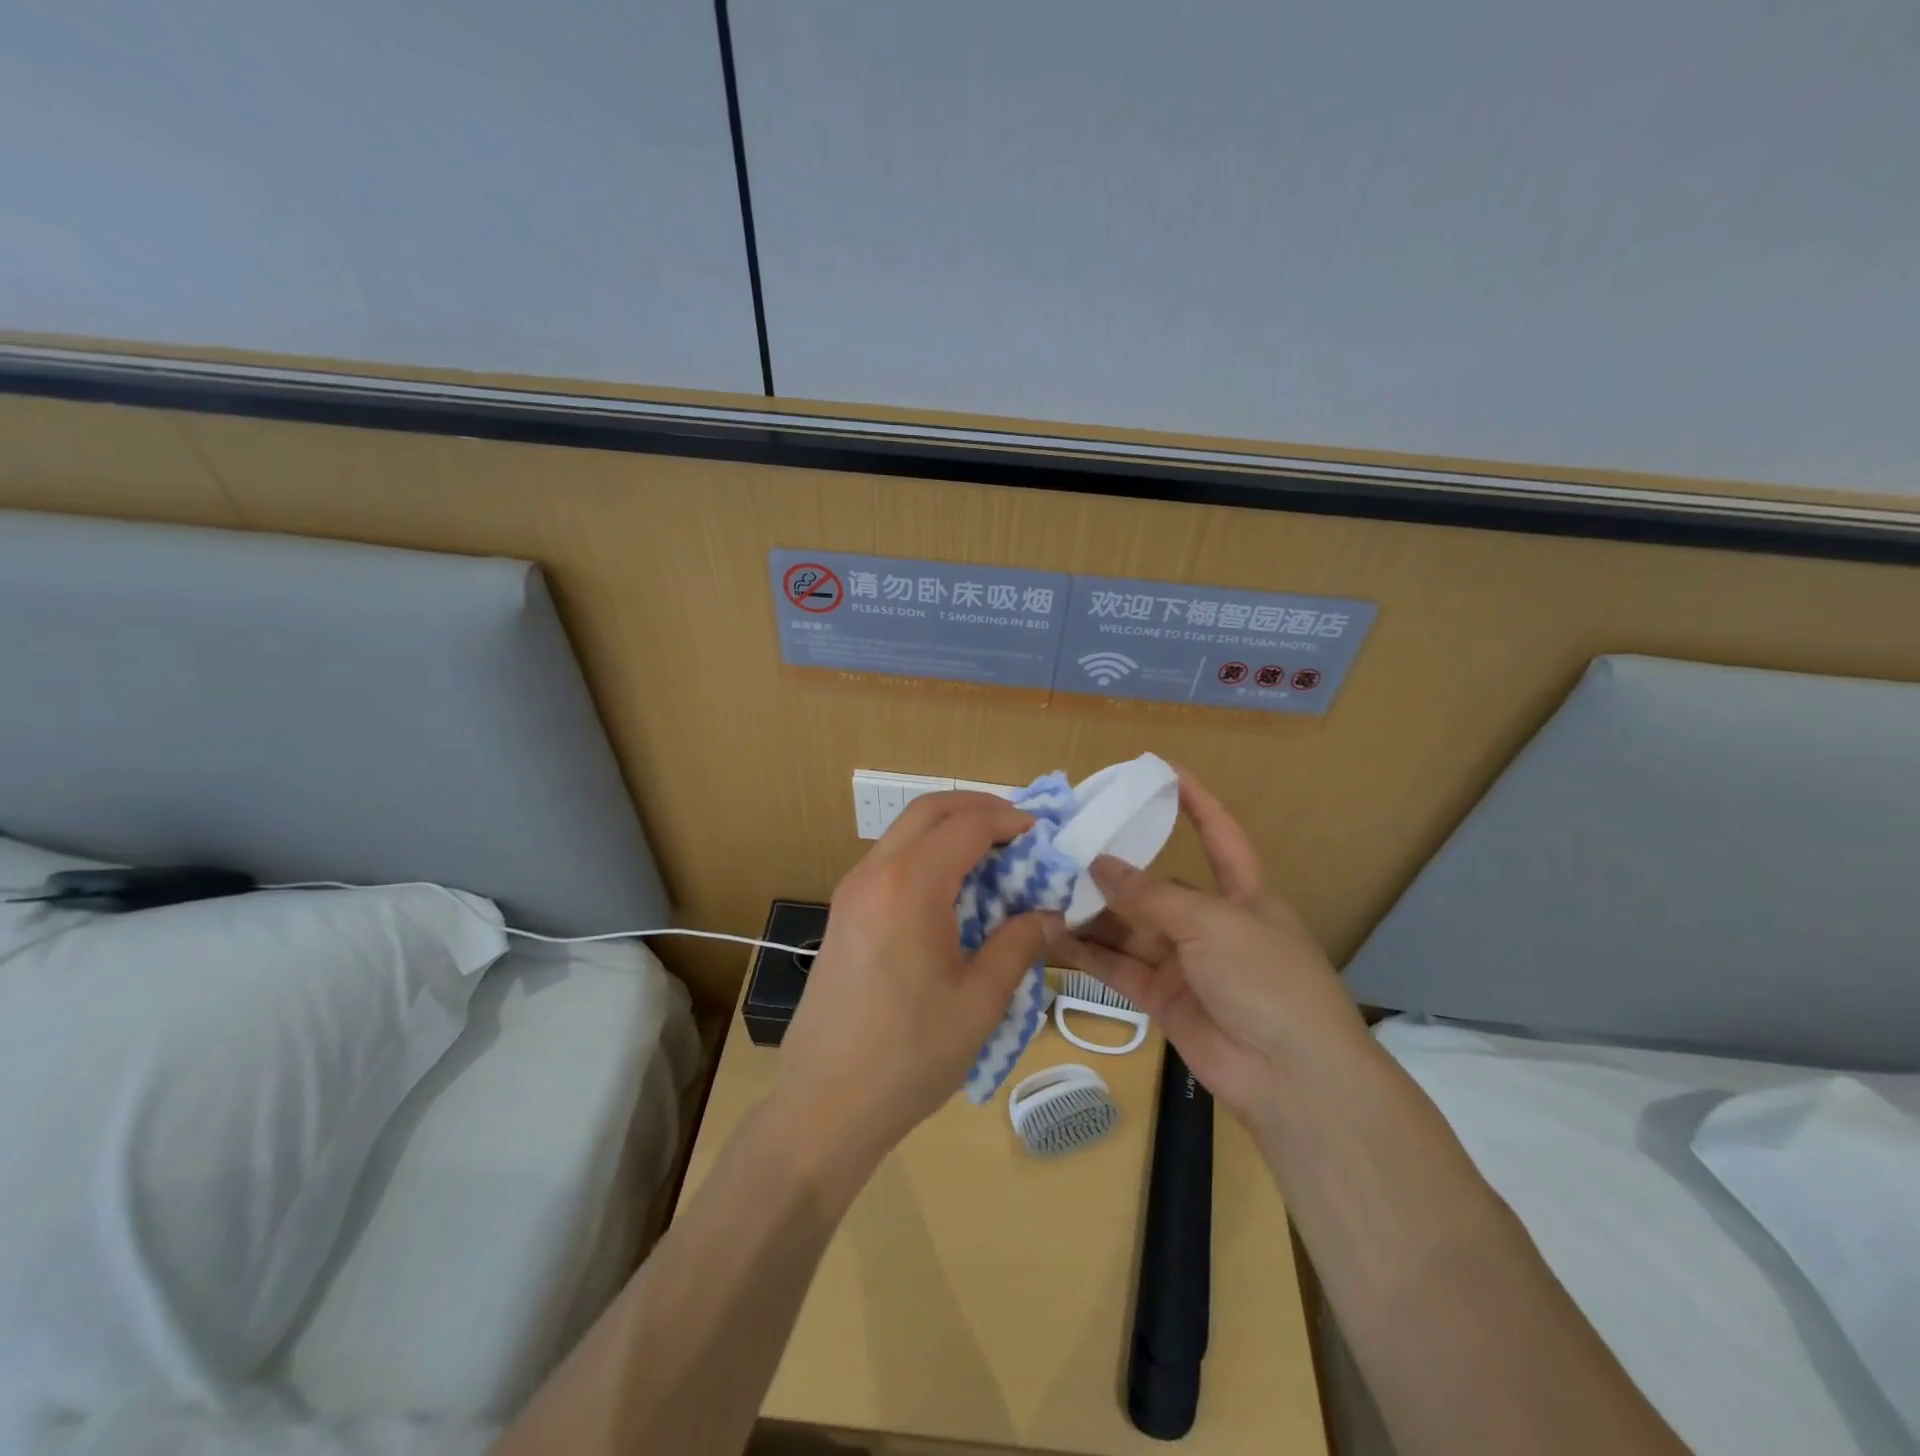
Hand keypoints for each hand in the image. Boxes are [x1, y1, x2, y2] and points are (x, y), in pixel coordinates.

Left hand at [773, 791, 1060, 1177]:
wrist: (824, 1104)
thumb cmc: (910, 1055)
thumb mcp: (980, 1000)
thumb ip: (1019, 944)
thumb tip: (1049, 914)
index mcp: (909, 886)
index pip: (966, 826)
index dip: (1009, 821)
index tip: (1044, 835)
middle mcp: (873, 874)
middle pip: (929, 810)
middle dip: (978, 808)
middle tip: (1019, 831)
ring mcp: (851, 891)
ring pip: (905, 832)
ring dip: (950, 830)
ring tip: (993, 858)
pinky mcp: (843, 913)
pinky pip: (890, 861)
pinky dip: (927, 855)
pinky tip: (953, 892)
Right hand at [1054, 769, 1371, 1126]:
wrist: (1291, 1077)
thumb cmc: (1265, 978)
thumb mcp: (1211, 923)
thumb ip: (1150, 895)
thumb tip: (1099, 864)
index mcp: (1243, 894)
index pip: (1220, 836)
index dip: (1197, 803)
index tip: (1164, 771)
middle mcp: (1211, 924)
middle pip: (1157, 888)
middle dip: (1116, 871)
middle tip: (1065, 849)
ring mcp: (1185, 964)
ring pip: (1130, 929)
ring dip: (1092, 913)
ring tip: (1044, 890)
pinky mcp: (1162, 1000)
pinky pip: (1118, 968)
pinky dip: (1087, 954)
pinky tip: (1051, 936)